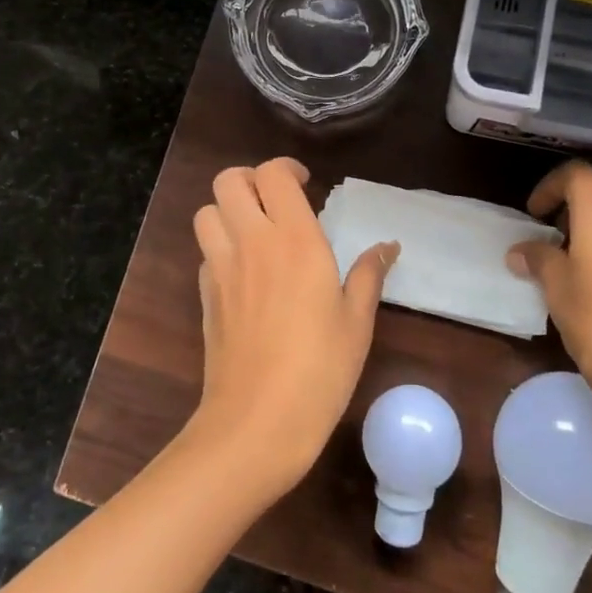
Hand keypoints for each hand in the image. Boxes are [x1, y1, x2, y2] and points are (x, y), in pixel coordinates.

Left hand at [190, 159, 397, 497]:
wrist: (256, 423)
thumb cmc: (319, 370)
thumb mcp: (356, 323)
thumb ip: (368, 275)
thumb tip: (387, 246)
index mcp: (294, 240)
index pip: (273, 174)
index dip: (286, 169)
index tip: (306, 184)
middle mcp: (251, 242)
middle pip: (228, 180)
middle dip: (250, 179)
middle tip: (275, 201)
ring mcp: (221, 268)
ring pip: (207, 212)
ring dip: (228, 210)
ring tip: (255, 230)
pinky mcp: (204, 295)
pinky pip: (205, 252)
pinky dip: (220, 247)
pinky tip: (243, 273)